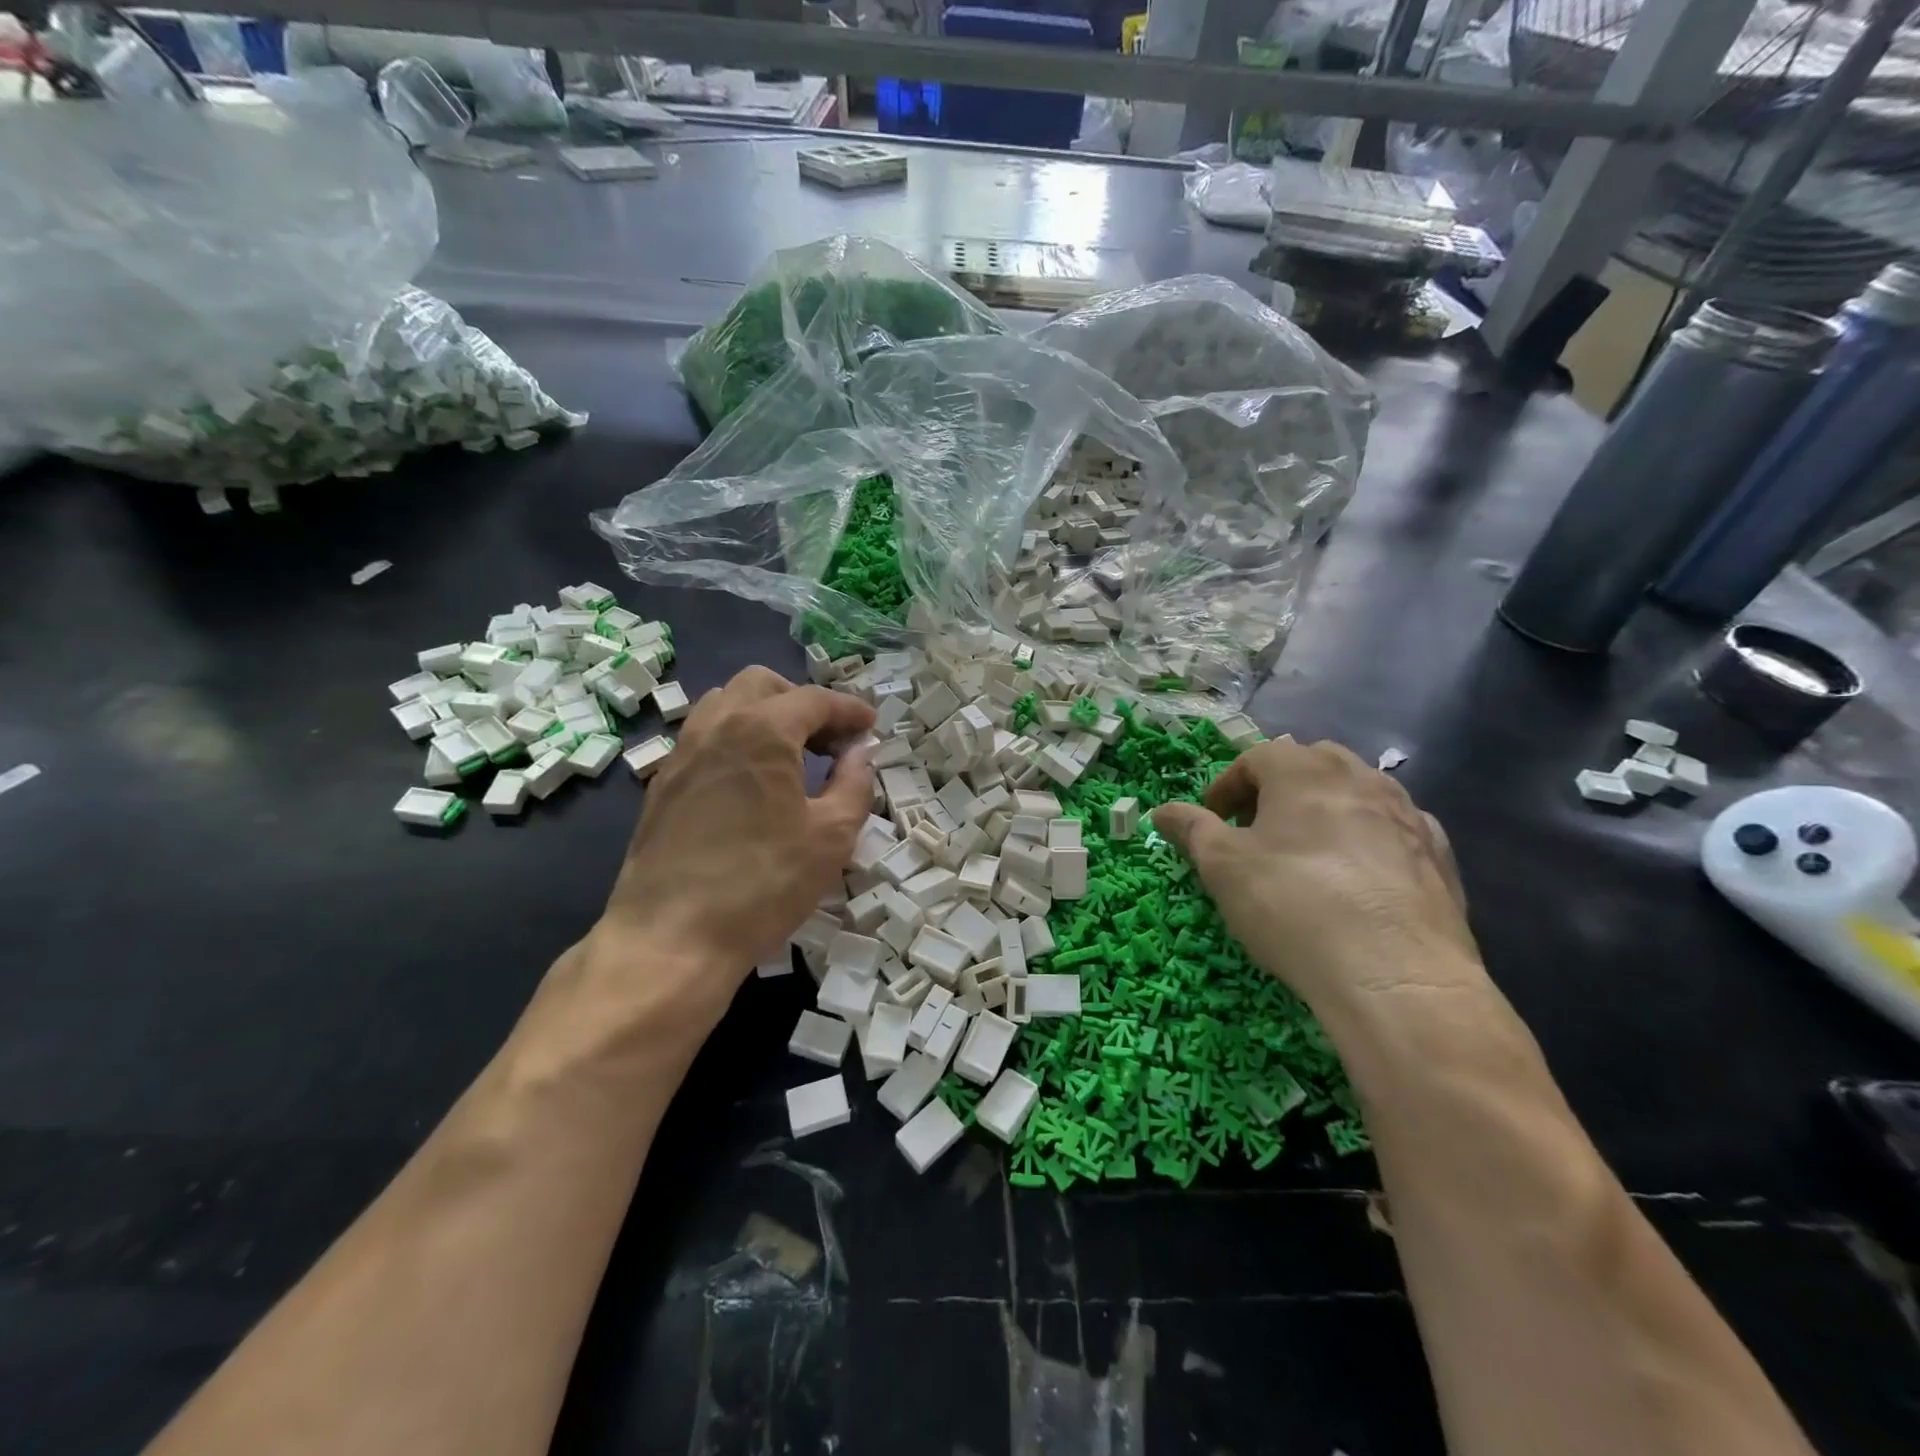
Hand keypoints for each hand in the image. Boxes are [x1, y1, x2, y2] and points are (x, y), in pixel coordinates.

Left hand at [593, 667, 874, 1027]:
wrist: (671, 938)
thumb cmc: (764, 884)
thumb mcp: (832, 836)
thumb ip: (854, 782)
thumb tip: (860, 752)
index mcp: (762, 730)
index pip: (814, 699)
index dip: (849, 709)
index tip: (871, 726)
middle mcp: (716, 726)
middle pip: (762, 685)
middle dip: (802, 702)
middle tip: (830, 740)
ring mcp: (681, 753)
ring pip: (725, 704)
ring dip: (764, 715)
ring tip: (790, 756)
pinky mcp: (662, 784)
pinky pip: (703, 738)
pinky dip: (735, 740)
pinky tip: (751, 783)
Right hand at [1153, 738, 1482, 1012]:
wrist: (1396, 974)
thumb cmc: (1292, 904)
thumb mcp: (1222, 866)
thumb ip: (1190, 829)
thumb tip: (1162, 811)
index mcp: (1303, 770)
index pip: (1255, 758)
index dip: (1226, 787)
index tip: (1212, 821)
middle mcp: (1360, 777)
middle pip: (1310, 764)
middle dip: (1278, 789)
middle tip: (1256, 831)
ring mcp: (1408, 814)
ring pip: (1358, 793)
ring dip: (1326, 811)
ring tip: (1306, 855)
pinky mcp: (1440, 856)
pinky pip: (1394, 831)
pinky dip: (1370, 841)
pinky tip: (1359, 879)